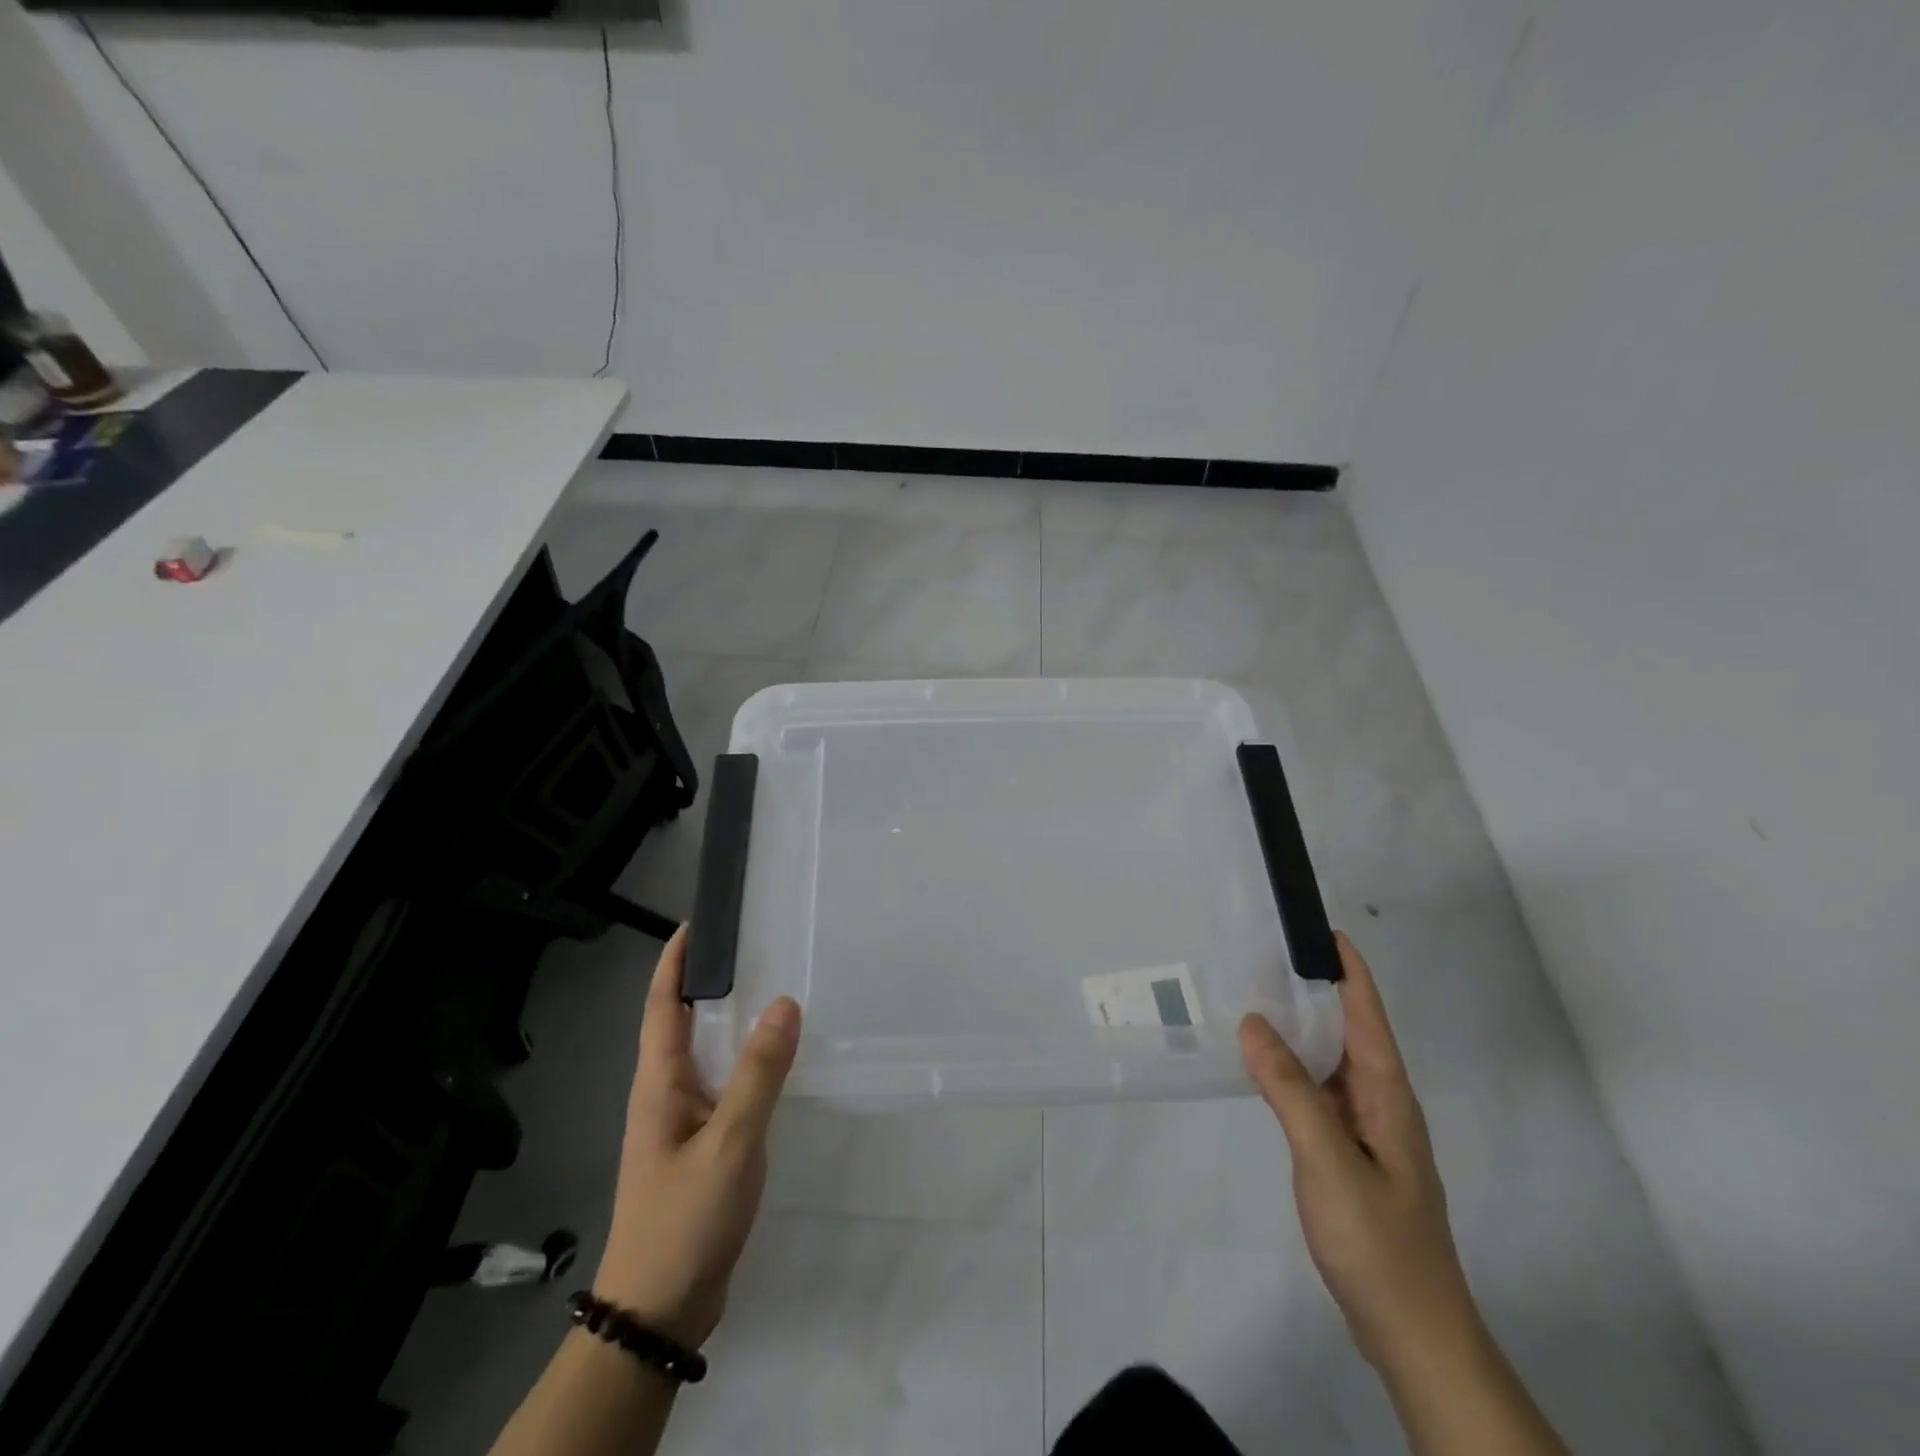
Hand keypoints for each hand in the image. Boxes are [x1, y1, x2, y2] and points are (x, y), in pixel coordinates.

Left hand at [592, 926, 801, 1348]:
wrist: (659, 1311)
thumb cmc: (685, 1219)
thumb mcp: (729, 1143)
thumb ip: (759, 1074)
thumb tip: (784, 1003)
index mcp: (659, 1083)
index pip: (661, 1005)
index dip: (674, 962)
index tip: (698, 923)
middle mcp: (666, 1093)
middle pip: (681, 1022)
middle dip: (708, 981)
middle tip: (753, 946)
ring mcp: (682, 1122)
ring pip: (706, 1054)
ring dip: (730, 1020)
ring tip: (772, 989)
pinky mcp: (701, 1146)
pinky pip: (724, 1085)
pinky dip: (746, 1060)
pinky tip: (776, 1060)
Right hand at [1239, 932, 1481, 1376]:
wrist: (1412, 1334)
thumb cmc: (1378, 1242)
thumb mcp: (1328, 1161)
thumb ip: (1290, 1091)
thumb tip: (1254, 1022)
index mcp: (1387, 1094)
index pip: (1366, 1013)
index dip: (1346, 967)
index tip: (1315, 925)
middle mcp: (1380, 1102)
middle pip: (1347, 1029)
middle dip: (1313, 987)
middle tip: (1261, 952)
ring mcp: (1365, 1129)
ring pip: (1330, 1061)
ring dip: (1299, 1027)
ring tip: (1253, 994)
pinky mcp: (1348, 1153)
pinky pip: (1317, 1091)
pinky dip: (1291, 1066)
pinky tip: (1261, 1064)